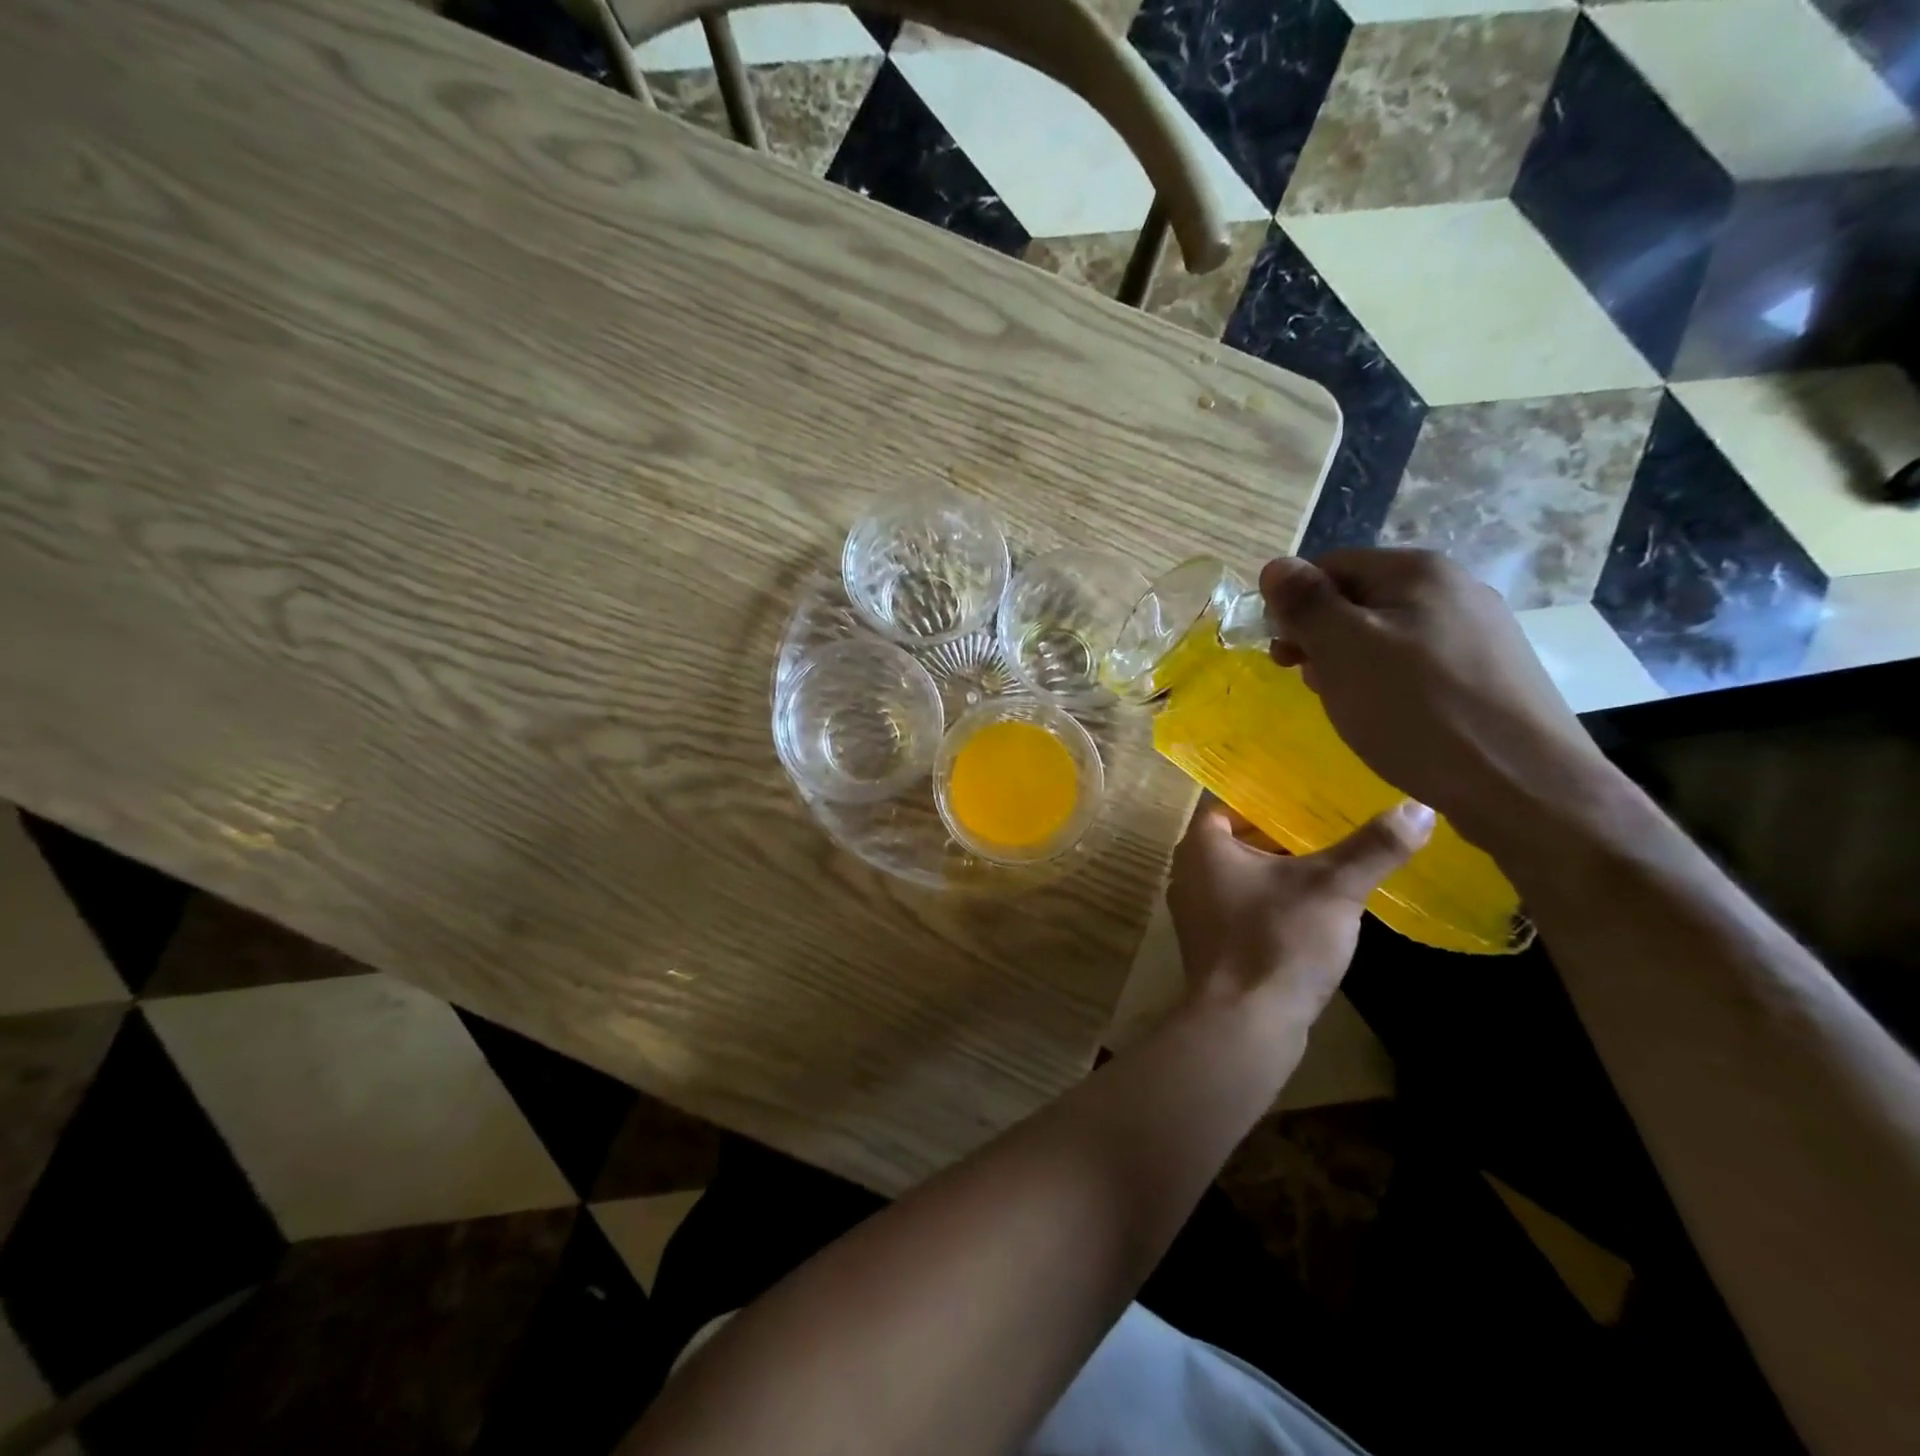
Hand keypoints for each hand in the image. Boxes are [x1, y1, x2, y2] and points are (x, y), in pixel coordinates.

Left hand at [1167, 798, 1433, 1023]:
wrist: (1245, 1024)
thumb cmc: (1277, 941)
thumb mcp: (1333, 888)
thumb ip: (1373, 847)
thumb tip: (1418, 808)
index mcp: (1201, 845)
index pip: (1229, 799)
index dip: (1267, 793)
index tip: (1308, 790)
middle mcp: (1187, 870)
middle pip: (1236, 836)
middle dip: (1279, 830)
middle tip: (1328, 820)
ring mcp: (1195, 909)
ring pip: (1240, 872)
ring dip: (1277, 866)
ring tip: (1329, 857)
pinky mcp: (1210, 942)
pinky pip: (1240, 903)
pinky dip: (1270, 897)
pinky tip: (1311, 904)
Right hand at [1260, 550, 1610, 847]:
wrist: (1521, 784)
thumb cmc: (1416, 710)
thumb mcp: (1343, 649)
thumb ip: (1304, 603)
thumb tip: (1275, 566)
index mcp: (1417, 570)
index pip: (1327, 566)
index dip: (1293, 607)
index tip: (1283, 656)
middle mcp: (1454, 586)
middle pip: (1358, 599)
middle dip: (1321, 639)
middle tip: (1312, 684)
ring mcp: (1479, 629)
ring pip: (1386, 634)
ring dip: (1351, 664)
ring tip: (1351, 706)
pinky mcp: (1490, 671)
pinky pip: (1418, 663)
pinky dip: (1389, 683)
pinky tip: (1391, 718)